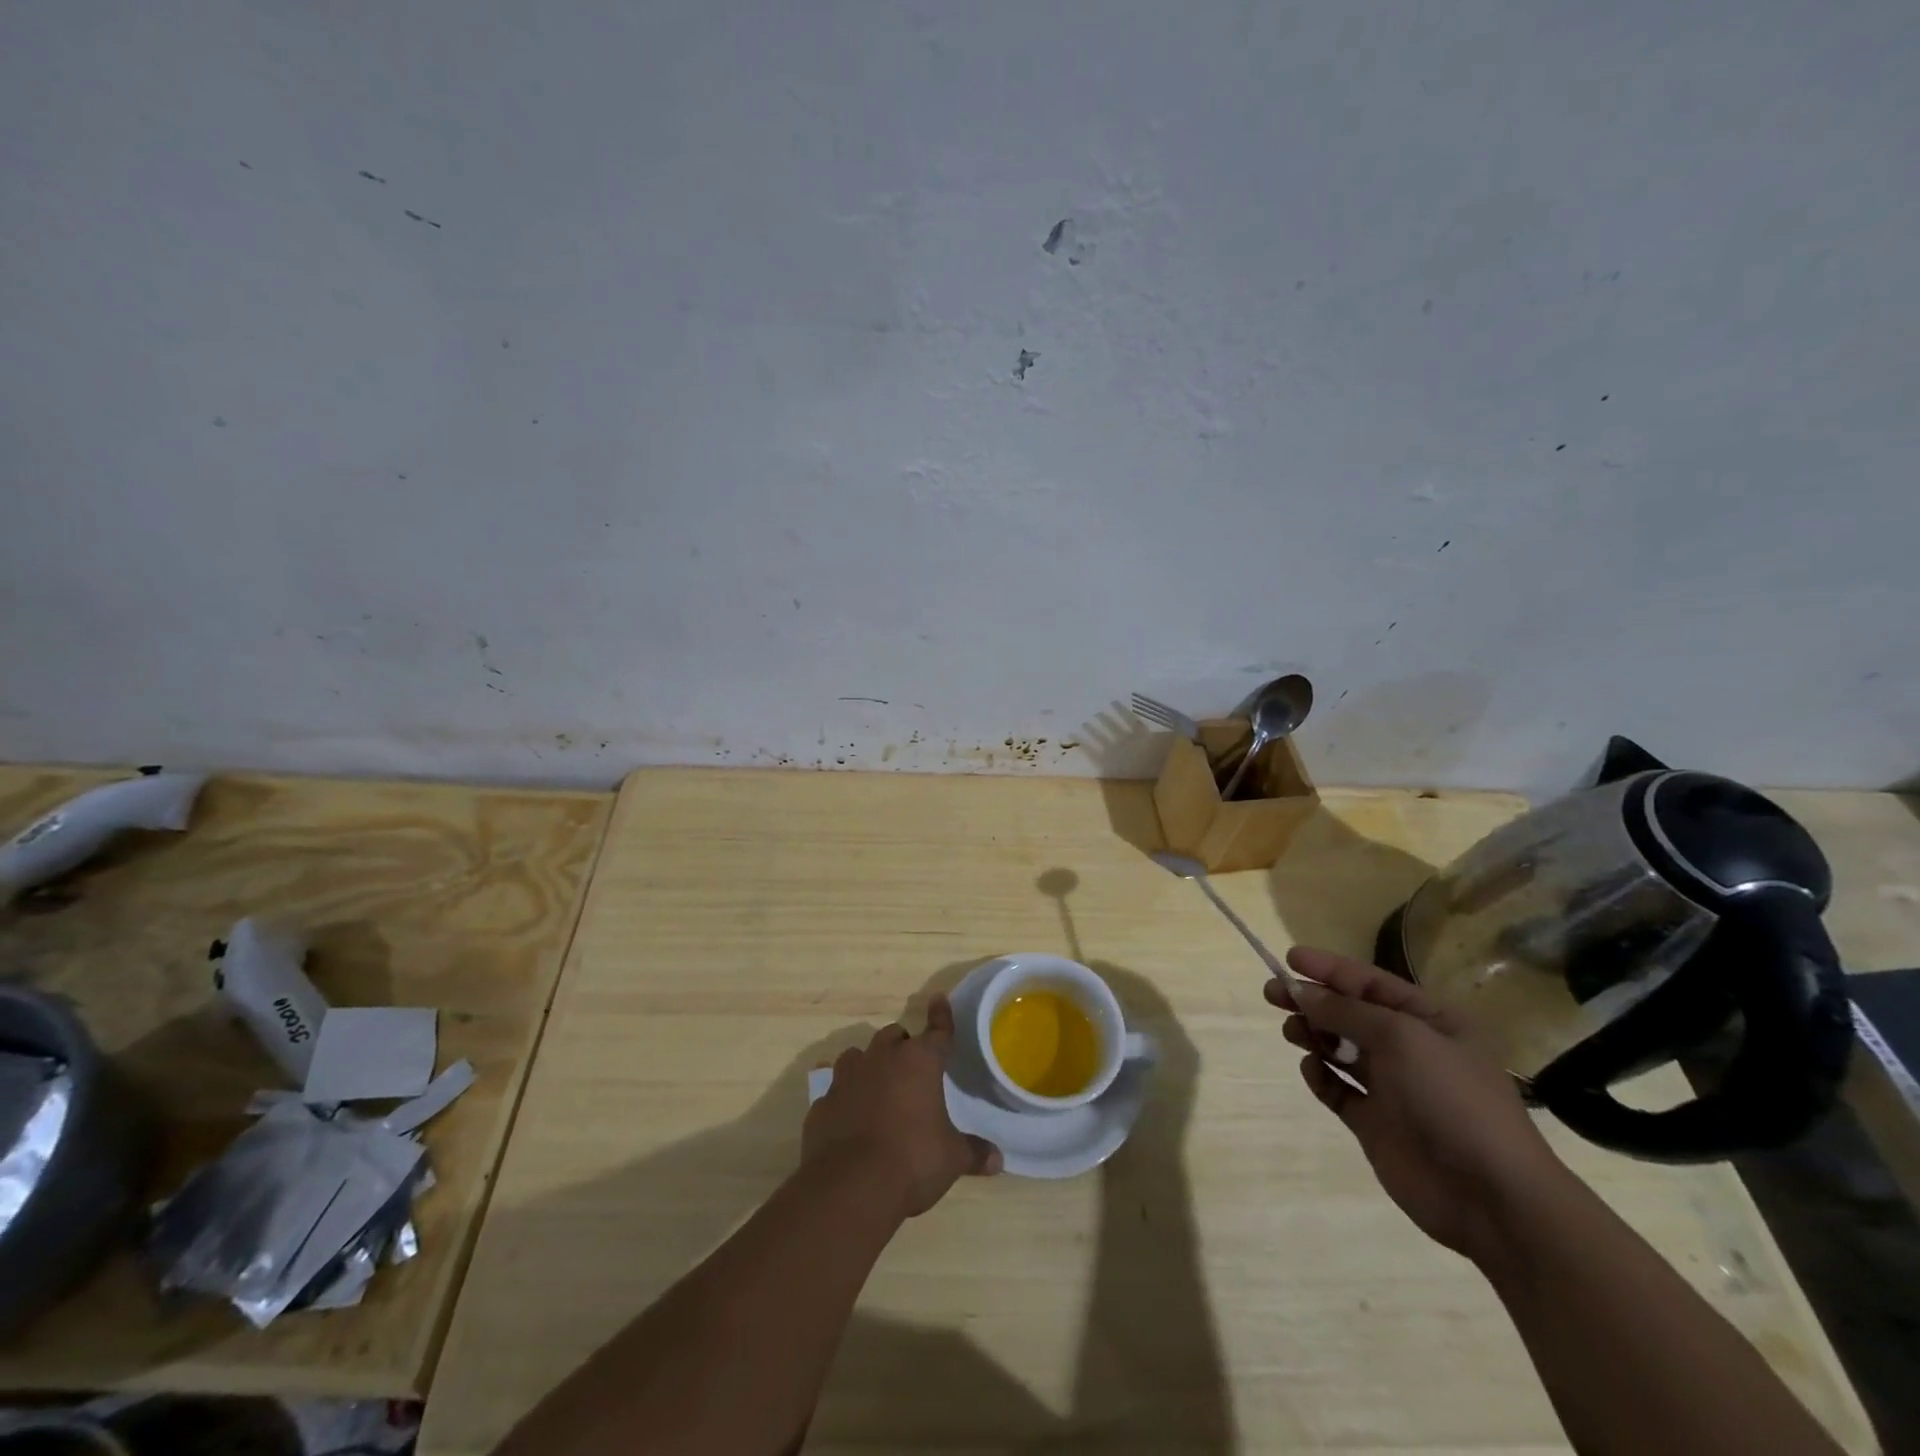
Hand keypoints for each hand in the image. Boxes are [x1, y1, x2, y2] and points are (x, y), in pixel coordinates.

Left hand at [803, 993, 1001, 1218]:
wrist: (850, 1186)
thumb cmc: (912, 1161)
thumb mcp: (952, 1159)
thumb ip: (973, 1153)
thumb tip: (998, 1160)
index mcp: (919, 1061)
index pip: (937, 1030)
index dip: (941, 1016)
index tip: (939, 998)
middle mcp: (882, 1058)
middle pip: (892, 1036)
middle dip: (901, 1046)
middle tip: (910, 1068)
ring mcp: (847, 1078)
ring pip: (857, 1056)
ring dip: (868, 1066)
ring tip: (876, 1088)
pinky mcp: (822, 1104)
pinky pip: (835, 1092)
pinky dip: (844, 1099)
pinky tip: (850, 1120)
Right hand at [1268, 947, 1570, 1261]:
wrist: (1491, 1196)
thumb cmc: (1452, 1099)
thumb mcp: (1401, 1038)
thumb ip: (1345, 1011)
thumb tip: (1302, 992)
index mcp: (1431, 1021)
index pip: (1371, 983)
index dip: (1330, 968)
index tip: (1289, 958)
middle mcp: (1411, 1049)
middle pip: (1350, 1013)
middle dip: (1312, 1000)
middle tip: (1272, 993)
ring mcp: (1393, 1088)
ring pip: (1340, 1049)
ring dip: (1313, 1034)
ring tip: (1293, 1032)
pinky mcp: (1375, 1123)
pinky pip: (1338, 1089)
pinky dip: (1320, 1076)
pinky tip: (1312, 1070)